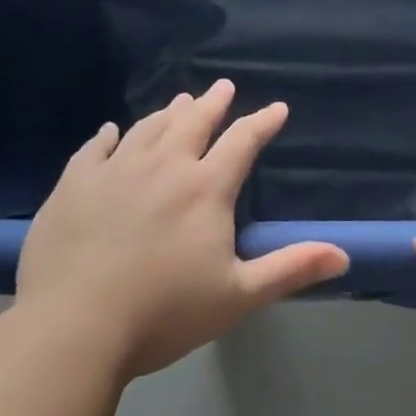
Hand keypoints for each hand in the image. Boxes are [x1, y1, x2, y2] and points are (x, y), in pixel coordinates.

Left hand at [16, 81, 347, 378]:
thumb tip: (343, 255)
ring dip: (168, 112)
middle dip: (213, 102)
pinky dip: (107, 136)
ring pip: (148, 128)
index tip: (278, 108)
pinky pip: (94, 149)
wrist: (72, 330)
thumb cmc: (163, 314)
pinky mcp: (74, 185)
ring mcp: (115, 171)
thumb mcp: (237, 296)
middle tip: (224, 86)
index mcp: (205, 188)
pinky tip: (111, 130)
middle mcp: (164, 166)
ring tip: (179, 99)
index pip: (242, 141)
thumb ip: (290, 269)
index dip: (263, 122)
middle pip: (193, 121)